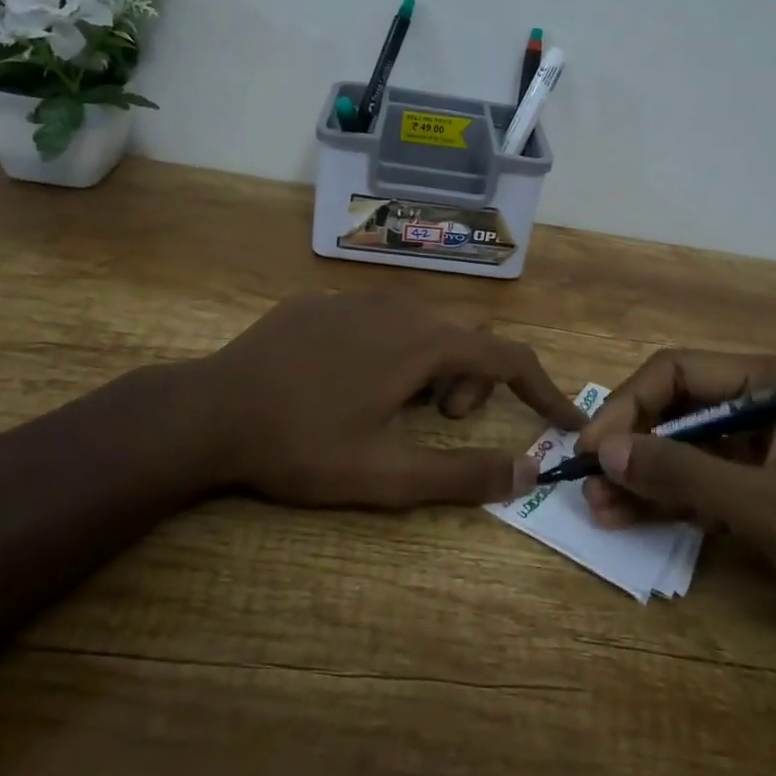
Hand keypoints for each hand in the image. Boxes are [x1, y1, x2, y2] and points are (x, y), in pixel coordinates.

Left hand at [185, 291, 587, 508]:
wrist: (209, 411)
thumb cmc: (301, 446)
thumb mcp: (386, 476)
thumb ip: (463, 474)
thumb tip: (529, 468)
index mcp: (422, 343)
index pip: (508, 356)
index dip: (544, 389)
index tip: (565, 420)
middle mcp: (399, 307)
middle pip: (467, 337)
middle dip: (475, 380)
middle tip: (443, 422)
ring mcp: (356, 298)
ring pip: (424, 324)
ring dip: (434, 365)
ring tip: (397, 406)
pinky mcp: (322, 302)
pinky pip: (380, 319)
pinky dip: (393, 349)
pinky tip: (349, 383)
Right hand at [576, 350, 775, 683]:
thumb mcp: (768, 507)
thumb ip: (683, 474)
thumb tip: (603, 451)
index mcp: (771, 384)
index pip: (677, 373)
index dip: (627, 406)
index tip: (589, 448)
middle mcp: (763, 408)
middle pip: (677, 410)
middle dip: (630, 445)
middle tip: (584, 482)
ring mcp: (766, 455)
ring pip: (686, 453)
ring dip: (643, 478)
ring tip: (597, 509)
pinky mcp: (768, 497)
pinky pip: (705, 489)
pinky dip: (671, 504)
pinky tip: (630, 520)